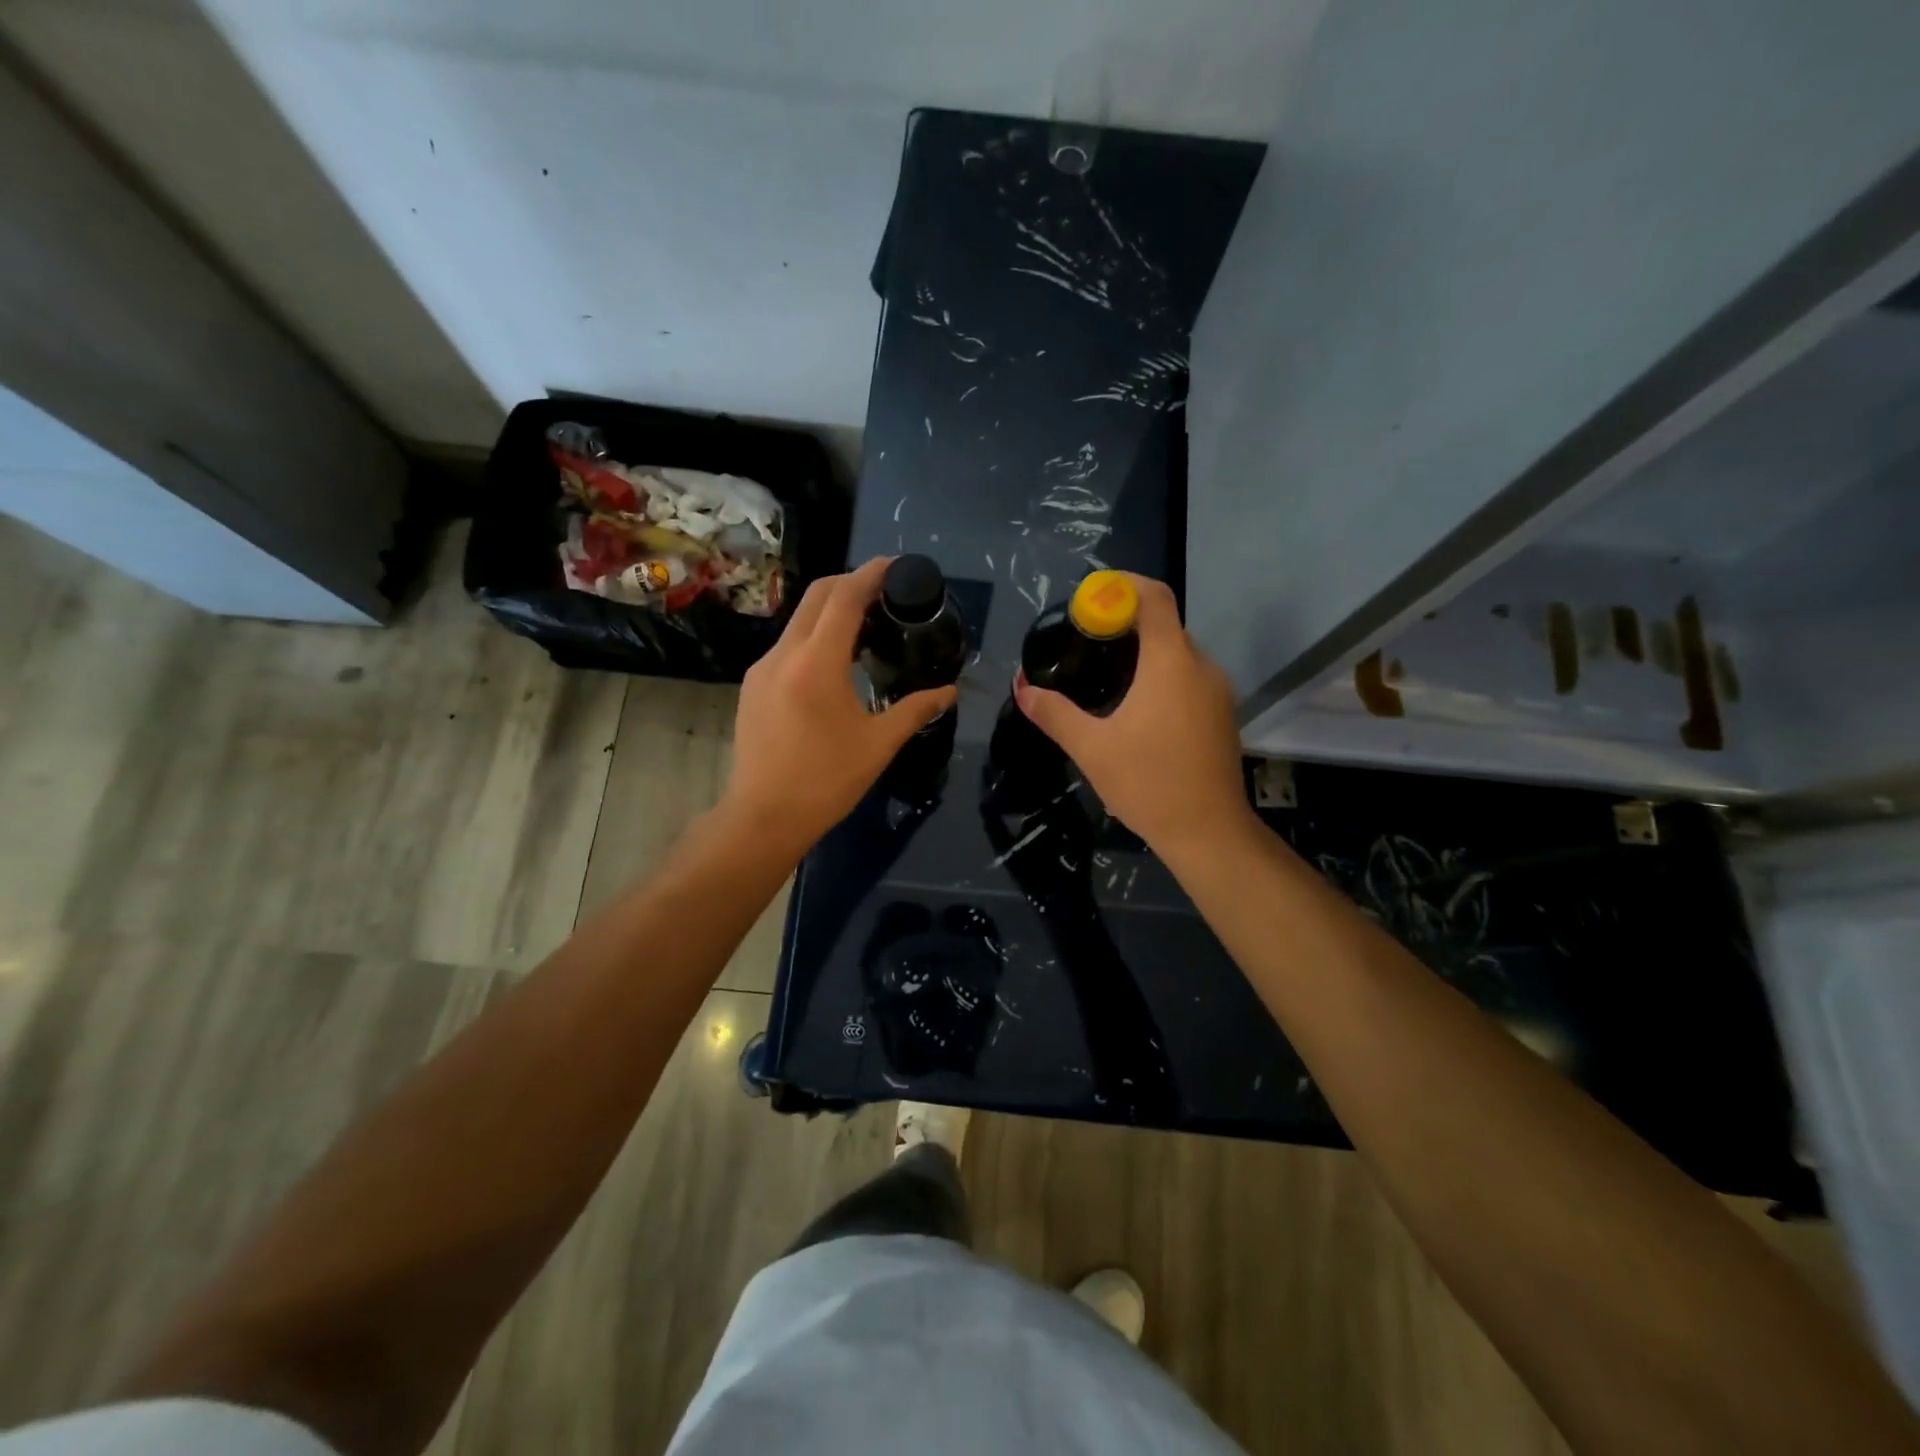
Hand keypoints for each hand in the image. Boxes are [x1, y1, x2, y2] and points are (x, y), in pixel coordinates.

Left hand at [723, 558, 956, 854]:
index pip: (843, 598)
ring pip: (799, 621)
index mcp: (816, 663)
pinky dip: (814, 638)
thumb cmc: (826, 781)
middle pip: (817, 597)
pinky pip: (787, 645)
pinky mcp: (752, 687)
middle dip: (850, 584)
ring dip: (831, 612)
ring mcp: (762, 669)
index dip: (870, 574)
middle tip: (885, 592)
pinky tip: (835, 663)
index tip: (896, 565)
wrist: (763, 817)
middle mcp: (783, 654)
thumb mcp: (878, 745)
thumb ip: (915, 710)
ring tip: (865, 628)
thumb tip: (949, 692)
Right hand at [1014, 574, 1250, 858]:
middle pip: (1163, 624)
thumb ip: (1054, 713)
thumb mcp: (1091, 748)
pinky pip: (1188, 678)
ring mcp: (1217, 691)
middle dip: (1124, 624)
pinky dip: (1161, 676)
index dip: (1121, 586)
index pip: (1154, 597)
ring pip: (1177, 653)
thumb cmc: (1148, 782)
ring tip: (1104, 676)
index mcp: (1171, 662)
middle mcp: (1201, 666)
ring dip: (1143, 653)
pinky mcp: (1222, 715)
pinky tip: (1135, 708)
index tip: (1089, 599)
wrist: (1208, 832)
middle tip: (1085, 642)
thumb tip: (1022, 688)